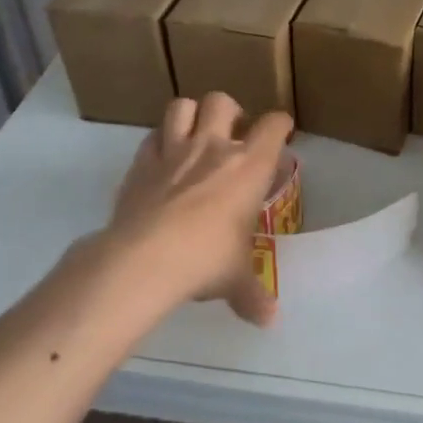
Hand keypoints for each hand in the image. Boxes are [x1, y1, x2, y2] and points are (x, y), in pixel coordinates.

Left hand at [105, 93, 292, 325]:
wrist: (145, 259)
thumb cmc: (207, 260)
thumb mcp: (235, 279)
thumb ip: (253, 294)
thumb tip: (269, 320)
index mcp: (250, 166)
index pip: (273, 126)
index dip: (280, 125)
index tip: (282, 133)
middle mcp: (213, 147)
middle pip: (222, 101)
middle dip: (230, 111)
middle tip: (231, 134)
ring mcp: (173, 151)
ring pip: (182, 106)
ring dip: (191, 115)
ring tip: (194, 135)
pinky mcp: (140, 163)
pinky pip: (150, 137)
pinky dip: (158, 141)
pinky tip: (161, 159)